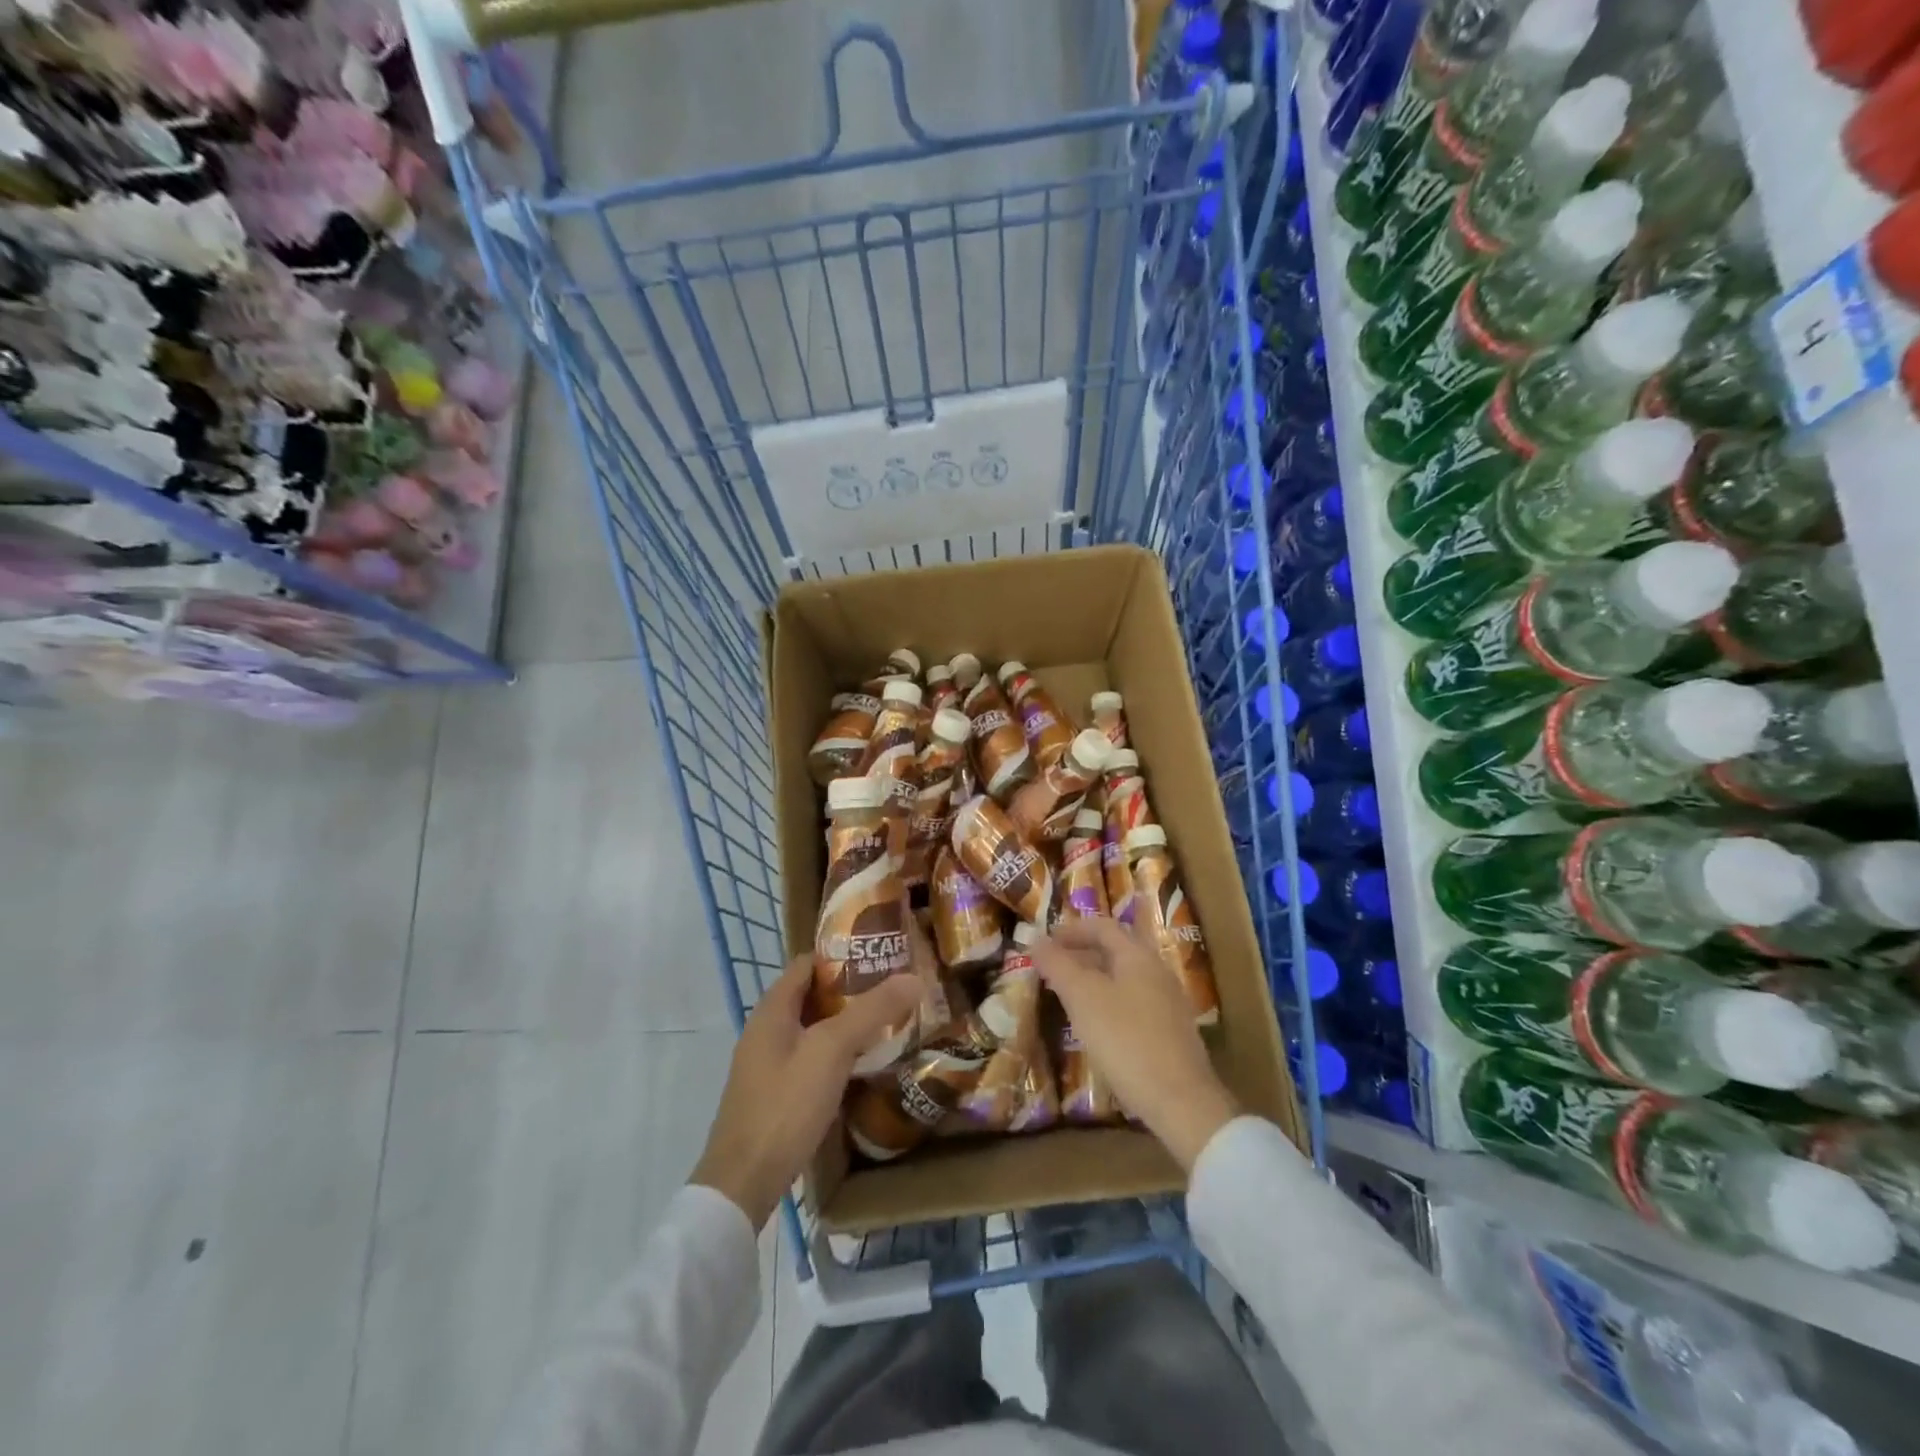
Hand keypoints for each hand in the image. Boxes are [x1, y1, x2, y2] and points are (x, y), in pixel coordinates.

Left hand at [690, 957, 921, 1229]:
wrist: (743, 1183)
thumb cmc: (785, 1105)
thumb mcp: (832, 1050)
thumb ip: (871, 1011)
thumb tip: (913, 978)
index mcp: (772, 1010)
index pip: (808, 963)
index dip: (843, 956)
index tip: (882, 956)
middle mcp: (767, 1031)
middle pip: (813, 996)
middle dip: (853, 991)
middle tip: (895, 990)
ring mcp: (769, 1065)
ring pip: (815, 1030)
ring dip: (848, 1024)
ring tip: (890, 1023)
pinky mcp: (777, 1095)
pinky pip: (812, 1059)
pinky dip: (838, 1054)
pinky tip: (865, 1064)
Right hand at [1032, 919, 1238, 1171]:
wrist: (1180, 1101)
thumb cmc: (1125, 1040)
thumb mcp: (1083, 998)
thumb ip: (1058, 965)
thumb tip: (1036, 940)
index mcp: (1138, 956)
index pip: (1102, 927)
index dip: (1071, 930)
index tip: (1044, 942)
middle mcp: (1157, 971)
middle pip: (1115, 950)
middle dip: (1081, 954)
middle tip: (1051, 968)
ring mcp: (1168, 1003)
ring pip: (1124, 978)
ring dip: (1093, 979)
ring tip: (1067, 995)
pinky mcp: (1170, 1032)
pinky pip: (1133, 1002)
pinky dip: (1108, 1002)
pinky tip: (1095, 1026)